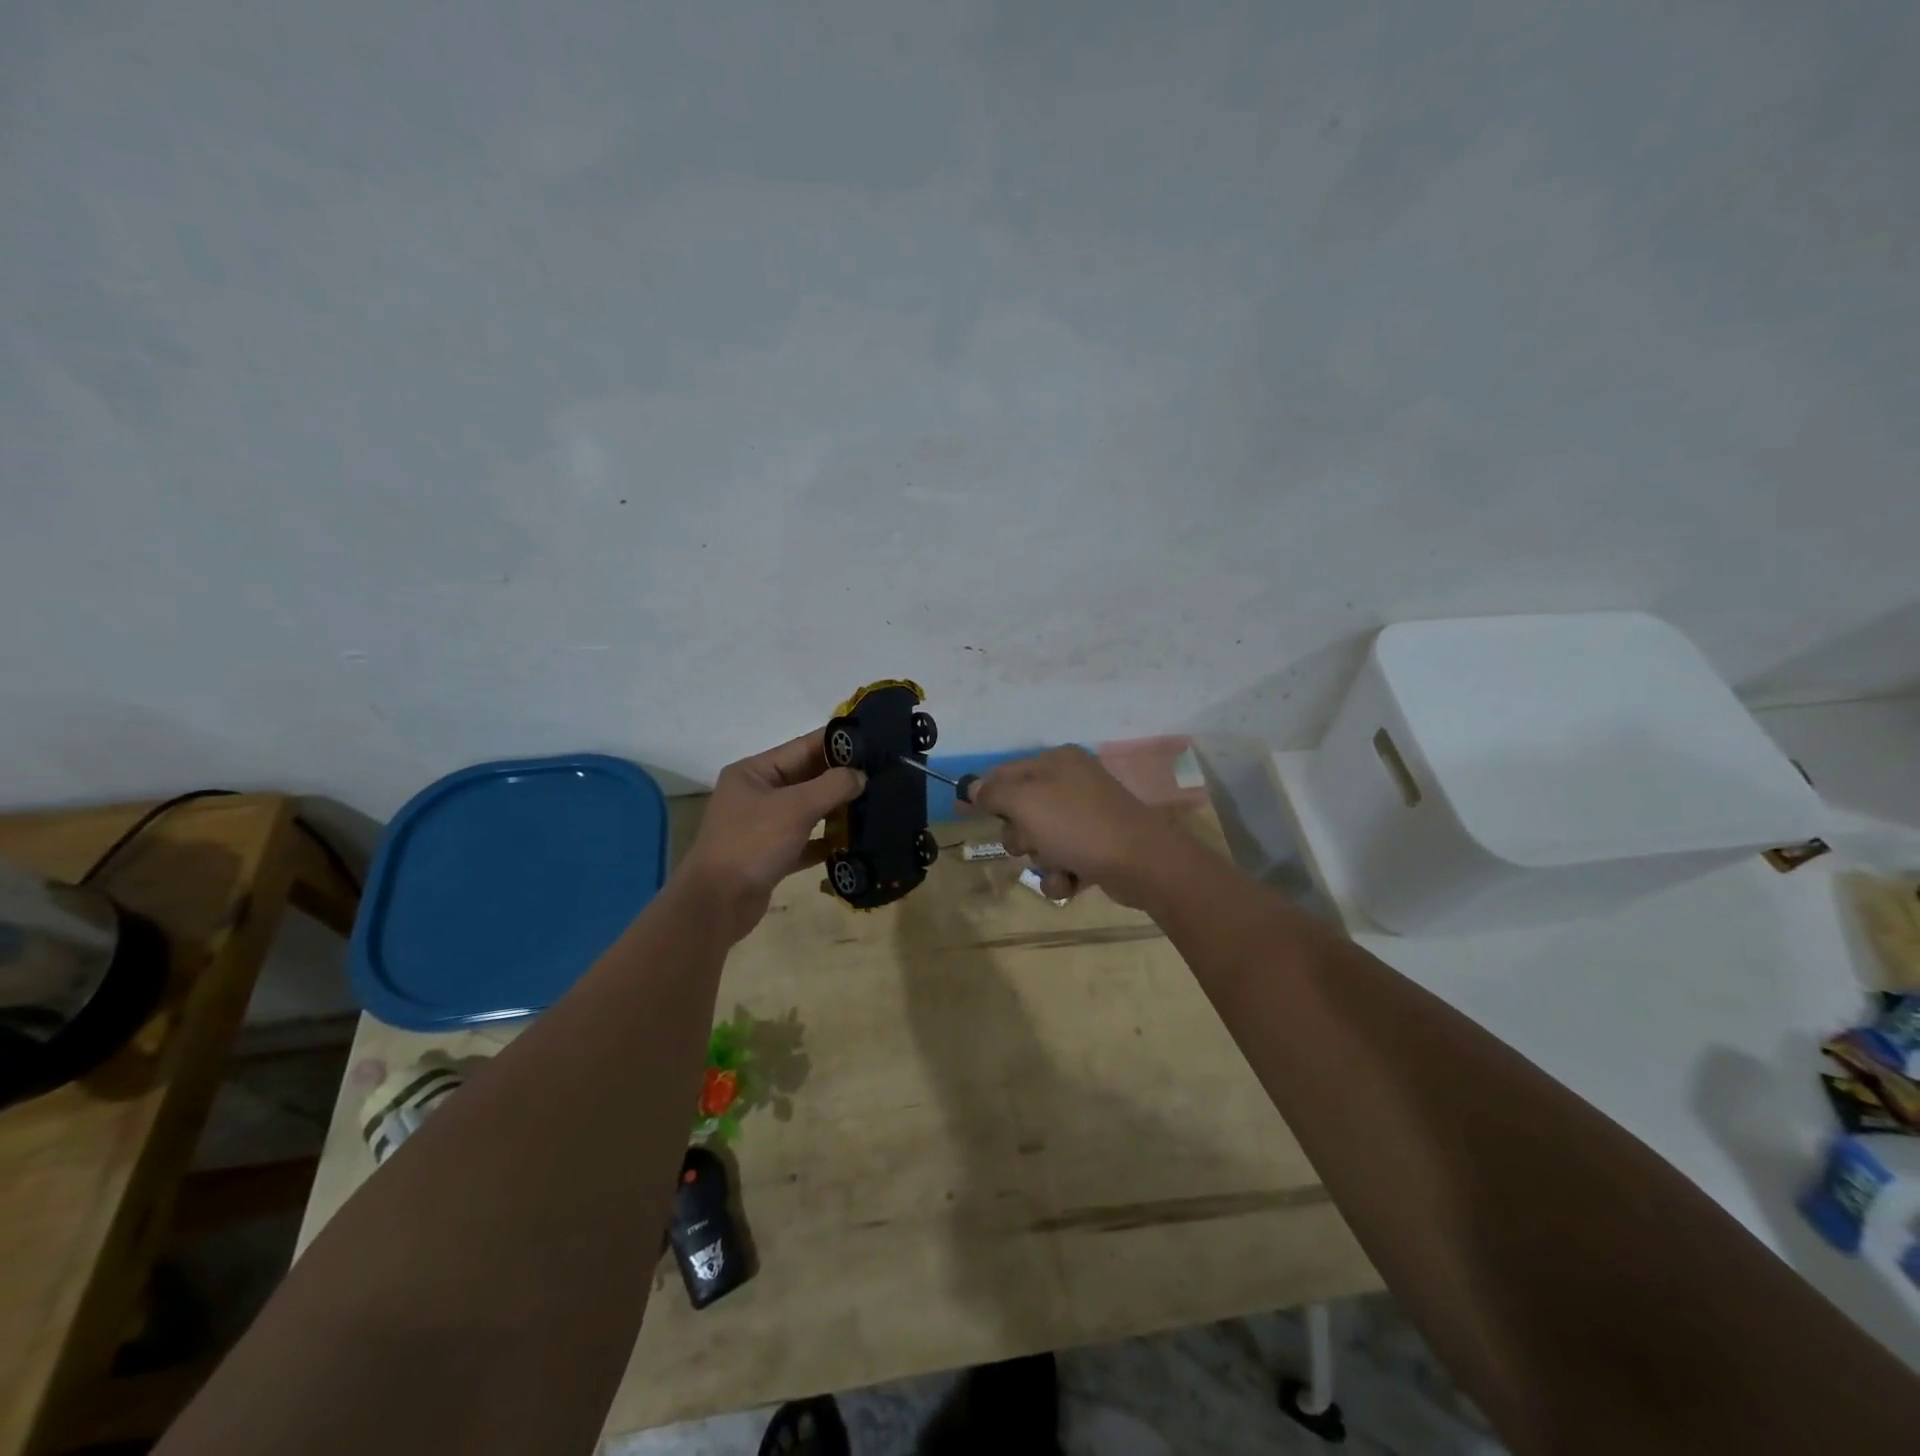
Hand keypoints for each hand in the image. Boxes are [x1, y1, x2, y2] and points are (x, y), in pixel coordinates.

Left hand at [679, 728, 865, 937]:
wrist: (716, 904)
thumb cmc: (752, 844)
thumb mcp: (795, 807)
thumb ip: (832, 786)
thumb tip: (861, 776)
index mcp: (754, 772)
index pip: (803, 747)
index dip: (837, 743)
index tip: (874, 740)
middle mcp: (757, 794)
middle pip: (807, 778)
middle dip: (841, 777)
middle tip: (882, 774)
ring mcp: (763, 826)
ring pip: (808, 810)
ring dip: (837, 809)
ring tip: (875, 803)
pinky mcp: (770, 856)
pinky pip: (805, 841)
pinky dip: (826, 841)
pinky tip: (853, 842)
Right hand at [971, 746, 1171, 906]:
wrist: (1142, 863)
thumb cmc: (1078, 825)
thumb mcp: (1026, 802)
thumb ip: (994, 793)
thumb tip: (973, 787)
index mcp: (1056, 762)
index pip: (1006, 773)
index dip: (982, 791)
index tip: (961, 809)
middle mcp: (1072, 784)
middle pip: (1021, 810)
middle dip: (1019, 834)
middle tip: (1030, 842)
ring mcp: (1087, 817)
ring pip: (1040, 840)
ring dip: (1041, 859)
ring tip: (1058, 864)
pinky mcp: (1098, 847)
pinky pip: (1063, 861)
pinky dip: (1062, 875)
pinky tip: (1072, 880)